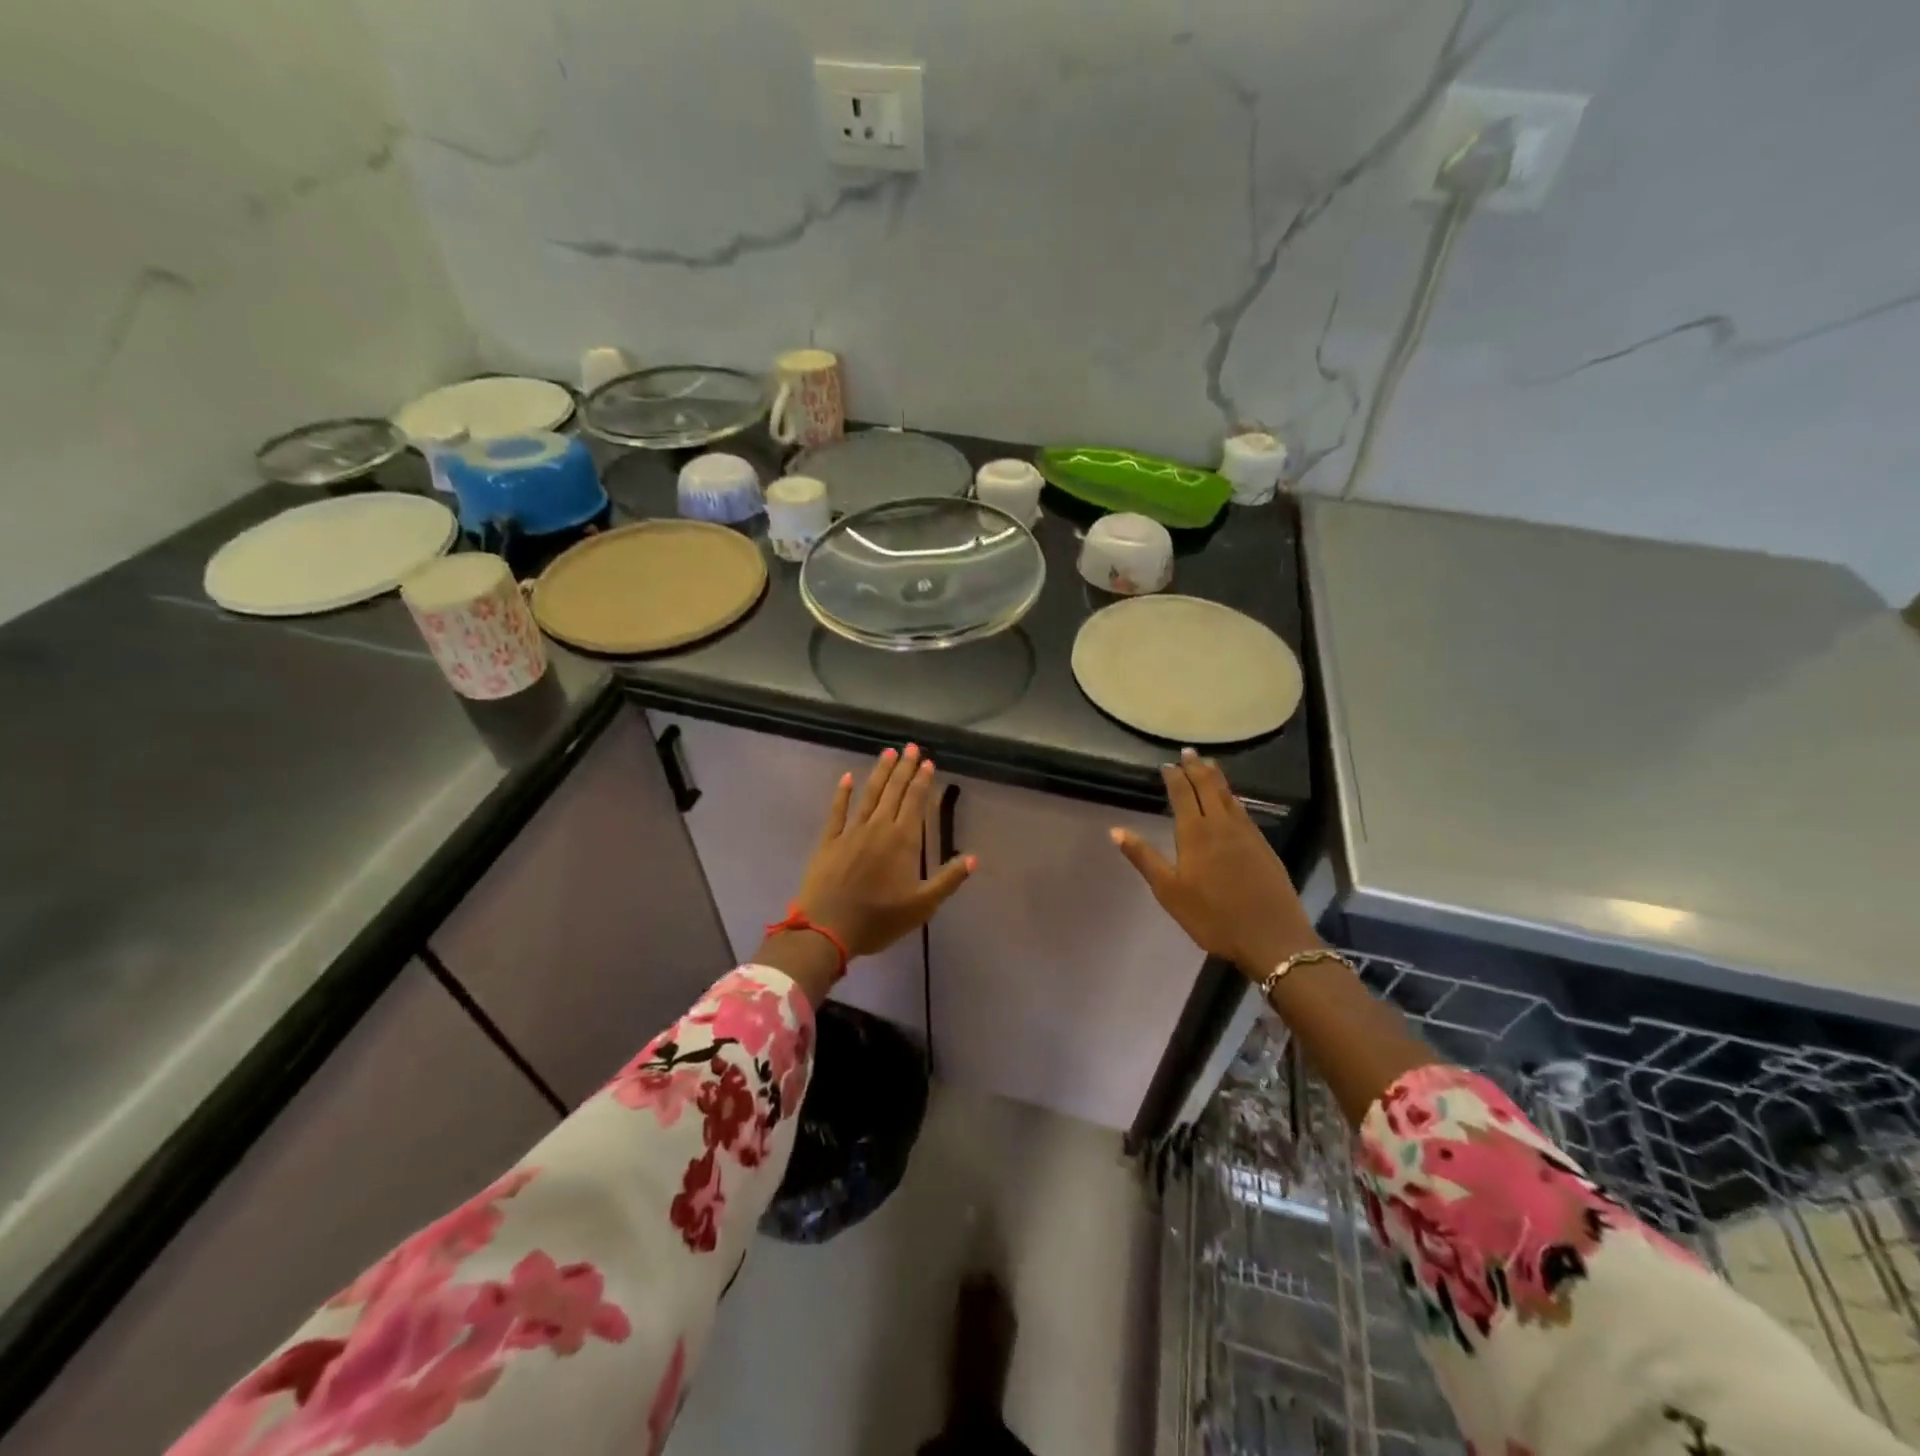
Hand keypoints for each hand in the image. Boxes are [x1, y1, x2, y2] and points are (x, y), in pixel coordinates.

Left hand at [791, 744, 975, 959]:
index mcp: (904, 841)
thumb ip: (948, 879)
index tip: (928, 762)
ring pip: (869, 795)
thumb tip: (973, 858)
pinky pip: (837, 811)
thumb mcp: (922, 906)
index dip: (923, 781)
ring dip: (880, 772)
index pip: (915, 802)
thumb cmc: (879, 919)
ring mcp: (851, 832)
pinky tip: (848, 777)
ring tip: (889, 752)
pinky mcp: (829, 841)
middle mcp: (879, 828)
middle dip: (905, 768)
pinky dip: (843, 793)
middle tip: (911, 747)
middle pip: (894, 791)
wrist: (827, 928)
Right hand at [1110, 748, 1320, 980]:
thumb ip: (1144, 858)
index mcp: (1196, 833)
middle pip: (1209, 787)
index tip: (1167, 764)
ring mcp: (1246, 834)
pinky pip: (1243, 811)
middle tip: (1189, 751)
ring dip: (1217, 778)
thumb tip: (1116, 831)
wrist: (1271, 936)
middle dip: (1197, 767)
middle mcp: (1222, 825)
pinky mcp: (1263, 846)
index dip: (1174, 777)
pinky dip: (1233, 797)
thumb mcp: (1169, 891)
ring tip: (1209, 764)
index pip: (1183, 794)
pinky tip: (1233, 800)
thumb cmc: (1212, 916)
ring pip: (1229, 796)